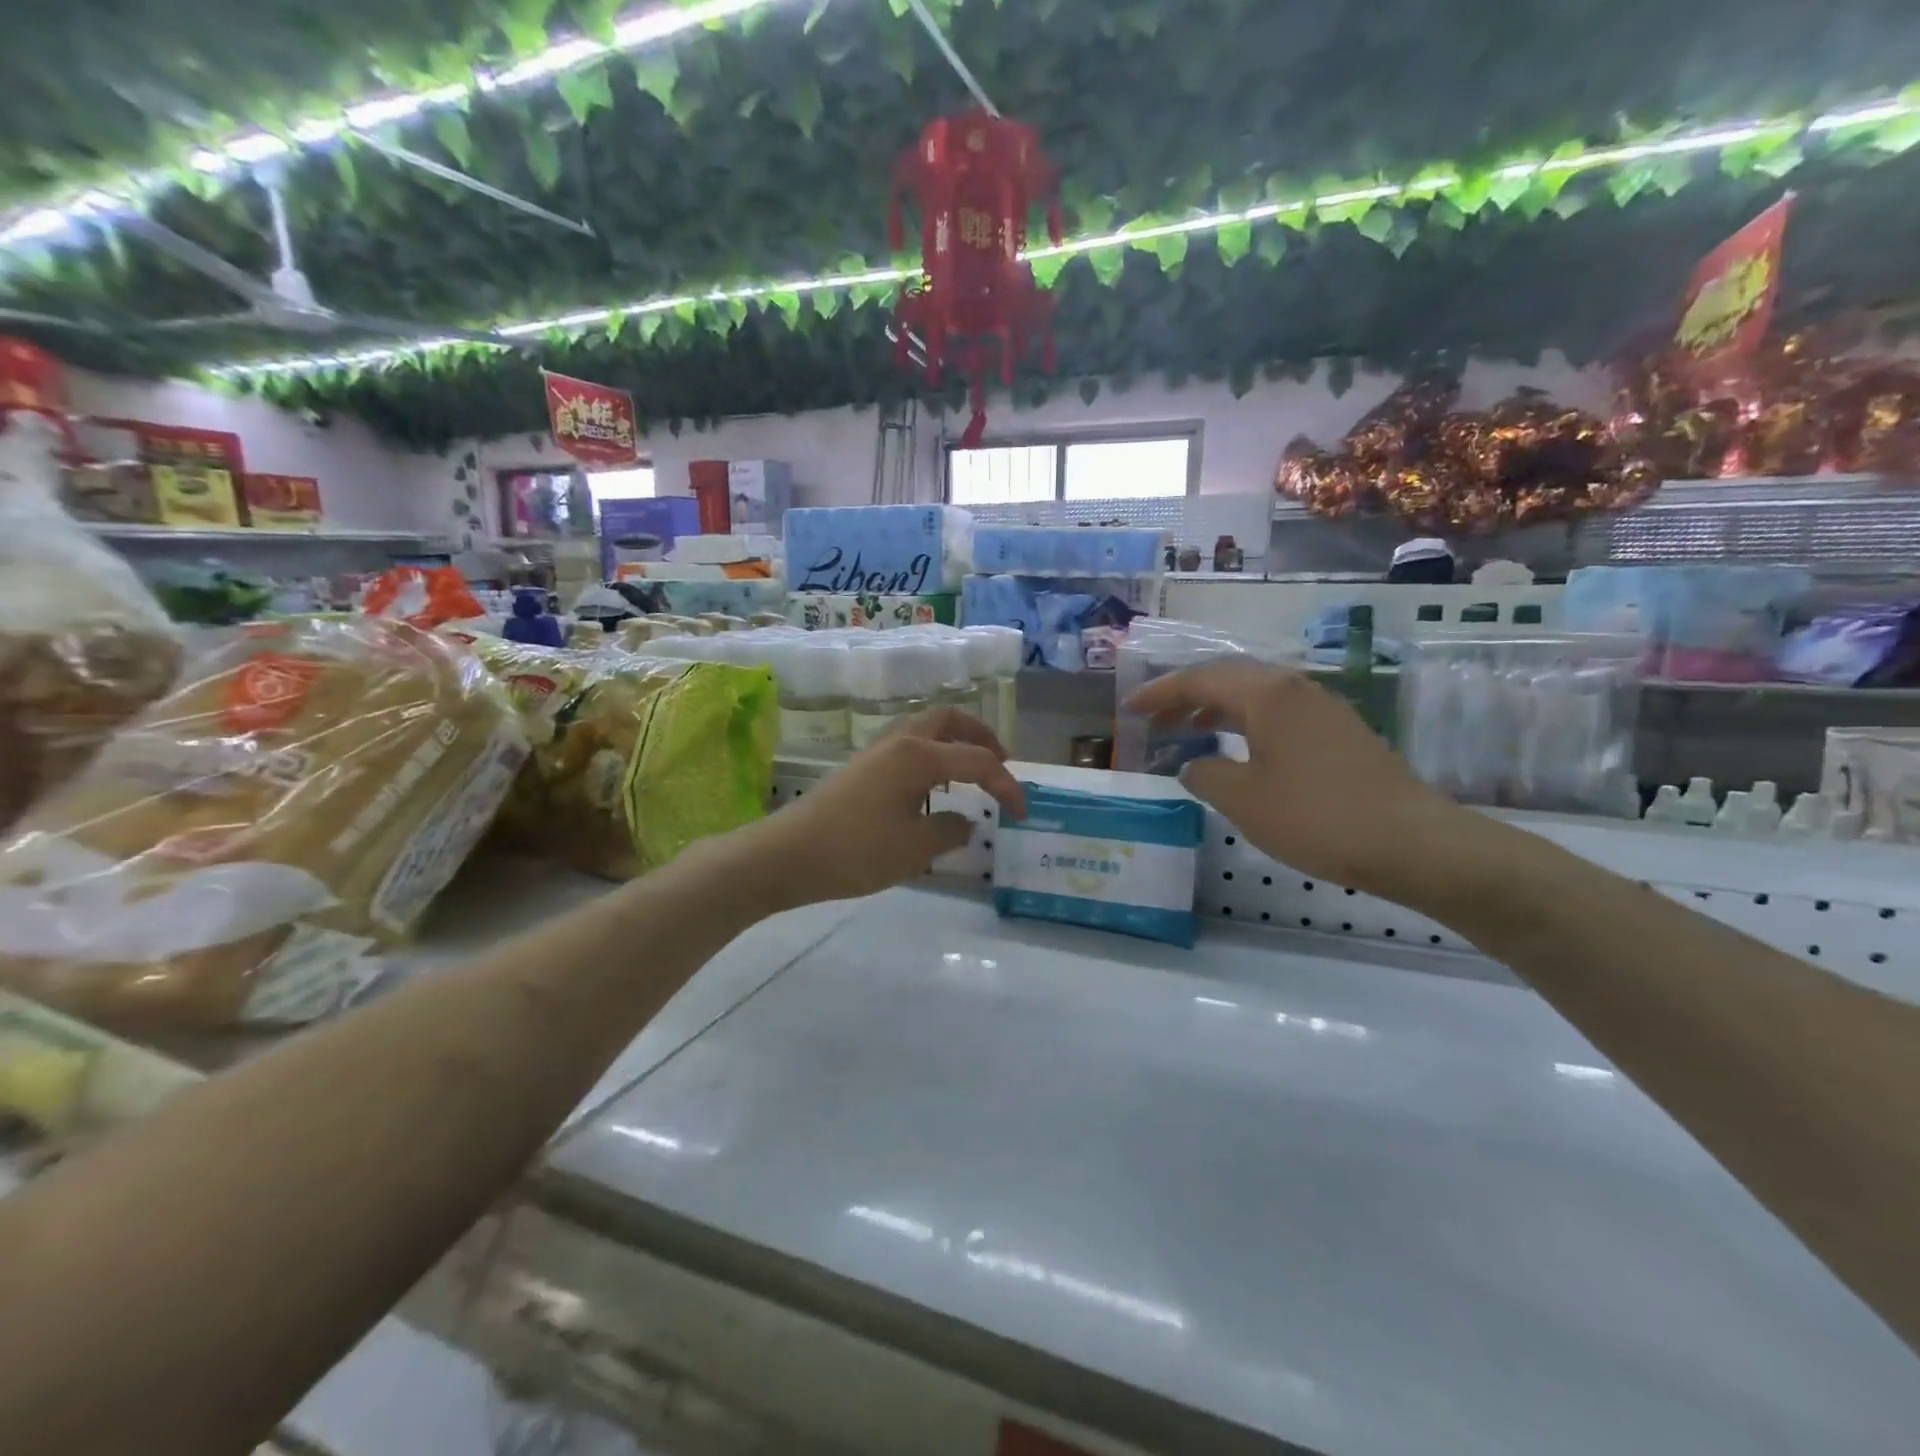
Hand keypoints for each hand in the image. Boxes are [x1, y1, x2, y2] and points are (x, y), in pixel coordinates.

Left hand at [746, 707, 1026, 905]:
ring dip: (954, 744)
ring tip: (969, 776)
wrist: (788, 855)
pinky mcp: (861, 769)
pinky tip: (931, 792)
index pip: (977, 760)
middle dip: (981, 736)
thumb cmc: (857, 850)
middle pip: (949, 720)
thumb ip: (951, 831)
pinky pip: (908, 749)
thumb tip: (966, 822)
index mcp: (919, 756)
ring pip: (925, 731)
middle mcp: (900, 743)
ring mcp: (876, 753)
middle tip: (1000, 763)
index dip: (1006, 784)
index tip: (1022, 813)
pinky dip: (932, 758)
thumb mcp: (915, 849)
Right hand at [1126, 661, 1468, 899]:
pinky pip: (1278, 714)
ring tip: (1187, 732)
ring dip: (1216, 711)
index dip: (1160, 693)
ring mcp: (1323, 708)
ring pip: (1256, 696)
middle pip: (1228, 680)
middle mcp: (1295, 688)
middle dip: (1186, 698)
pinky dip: (1246, 724)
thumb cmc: (1315, 816)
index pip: (1200, 680)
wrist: (1410, 841)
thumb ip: (1206, 774)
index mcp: (1267, 695)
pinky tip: (1239, 751)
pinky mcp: (1340, 731)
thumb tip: (1195, 765)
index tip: (1129, 708)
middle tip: (1154, 720)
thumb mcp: (1243, 800)